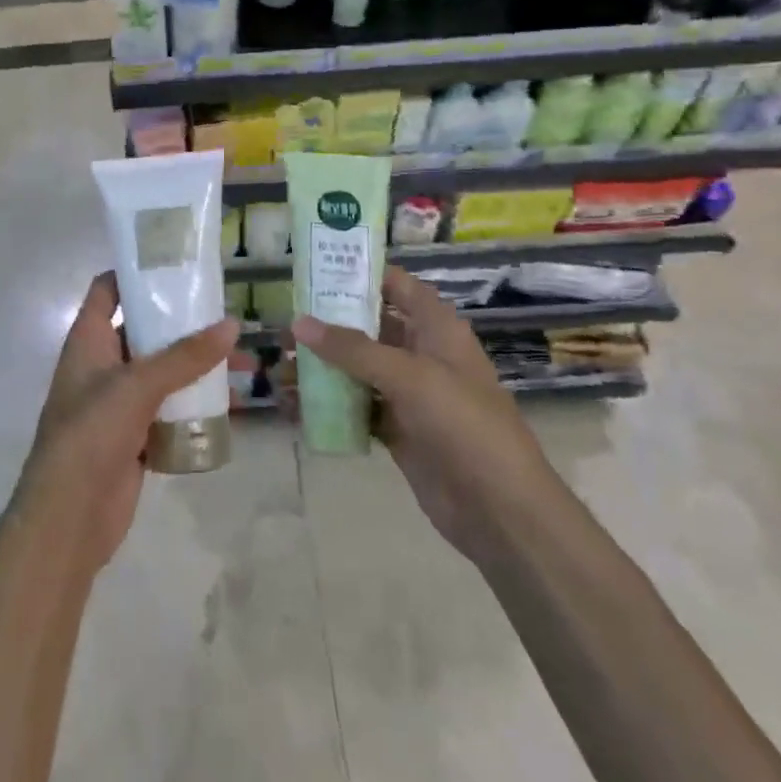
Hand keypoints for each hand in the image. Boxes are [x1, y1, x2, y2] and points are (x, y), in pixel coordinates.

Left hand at [20, 273, 238, 578]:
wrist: (68, 518)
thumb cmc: (90, 434)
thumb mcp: (137, 386)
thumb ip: (184, 356)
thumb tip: (231, 324)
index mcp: (88, 340)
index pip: (107, 290)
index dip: (135, 272)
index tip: (177, 262)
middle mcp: (102, 365)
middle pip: (143, 330)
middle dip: (182, 323)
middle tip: (226, 312)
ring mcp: (118, 402)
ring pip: (162, 372)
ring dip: (196, 366)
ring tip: (242, 359)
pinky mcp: (135, 435)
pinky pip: (169, 409)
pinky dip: (194, 403)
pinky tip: (230, 401)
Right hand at [291, 266, 553, 561]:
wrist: (500, 510)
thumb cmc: (464, 425)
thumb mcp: (409, 376)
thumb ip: (352, 348)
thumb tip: (298, 323)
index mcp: (435, 328)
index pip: (394, 286)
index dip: (358, 274)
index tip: (312, 271)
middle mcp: (420, 353)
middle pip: (367, 327)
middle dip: (326, 326)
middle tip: (283, 330)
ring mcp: (408, 393)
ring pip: (356, 369)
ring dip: (321, 369)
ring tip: (279, 373)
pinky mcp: (397, 429)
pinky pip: (355, 407)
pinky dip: (327, 406)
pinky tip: (295, 408)